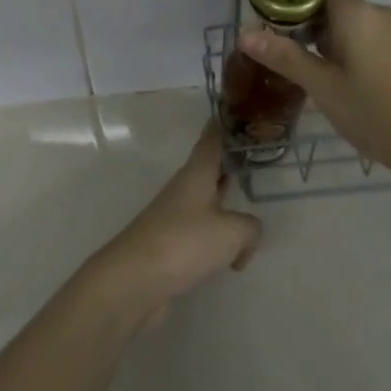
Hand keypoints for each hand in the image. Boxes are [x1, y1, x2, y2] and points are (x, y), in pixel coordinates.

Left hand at [87, 123, 261, 327]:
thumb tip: (248, 234)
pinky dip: (219, 241)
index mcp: (197, 173)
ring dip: (227, 204)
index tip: (237, 109)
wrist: (134, 280)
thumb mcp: (231, 232)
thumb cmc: (184, 243)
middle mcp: (184, 189)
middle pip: (210, 169)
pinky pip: (202, 233)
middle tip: (257, 157)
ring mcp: (174, 217)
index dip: (225, 124)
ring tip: (250, 208)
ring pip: (208, 202)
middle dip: (231, 163)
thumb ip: (250, 227)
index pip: (212, 139)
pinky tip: (233, 258)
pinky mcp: (171, 245)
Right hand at [235, 0, 390, 180]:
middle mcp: (379, 12)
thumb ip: (284, 56)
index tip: (268, 8)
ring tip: (300, 61)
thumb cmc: (373, 112)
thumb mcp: (321, 86)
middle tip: (276, 42)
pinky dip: (347, 46)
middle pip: (334, 1)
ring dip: (326, 35)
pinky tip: (335, 74)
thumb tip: (244, 33)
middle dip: (305, 18)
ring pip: (352, 21)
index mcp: (356, 12)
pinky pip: (369, 36)